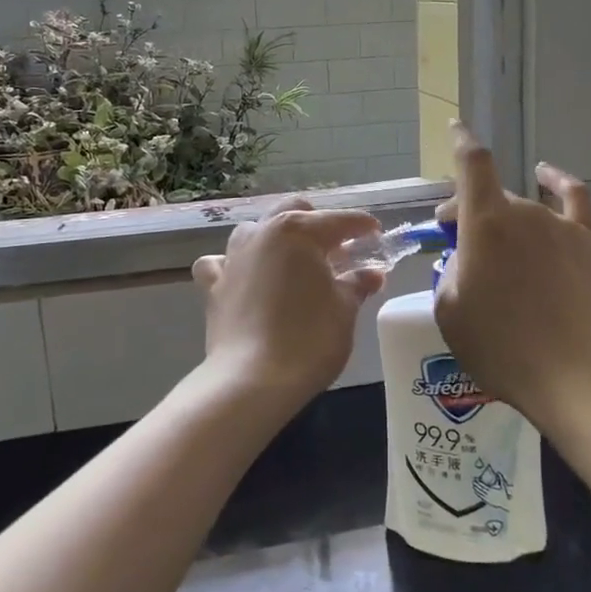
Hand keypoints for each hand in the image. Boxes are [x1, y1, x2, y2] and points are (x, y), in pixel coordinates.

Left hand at [191, 200, 385, 404]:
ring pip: (255, 231)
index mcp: (299, 232)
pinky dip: (235, 265)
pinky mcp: (213, 285)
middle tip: (337, 250)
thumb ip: (357, 284)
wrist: (252, 380)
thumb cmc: (309, 339)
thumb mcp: (345, 310)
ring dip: (276, 239)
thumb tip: (372, 274)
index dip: (362, 226)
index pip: (339, 220)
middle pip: (293, 211)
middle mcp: (262, 233)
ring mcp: (233, 257)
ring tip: (294, 264)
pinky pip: (222, 262)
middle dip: (317, 223)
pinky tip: (246, 278)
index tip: (377, 235)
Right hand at [433, 123, 590, 427]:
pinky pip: (574, 198)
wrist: (577, 377)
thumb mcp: (451, 313)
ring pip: (526, 208)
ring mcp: (562, 226)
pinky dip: (558, 182)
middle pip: (492, 195)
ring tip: (498, 248)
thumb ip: (451, 272)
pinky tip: (548, 176)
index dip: (461, 142)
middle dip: (469, 211)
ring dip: (505, 218)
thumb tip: (466, 257)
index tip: (455, 128)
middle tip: (457, 242)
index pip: (472, 164)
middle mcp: (525, 212)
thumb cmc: (502, 349)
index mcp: (485, 224)